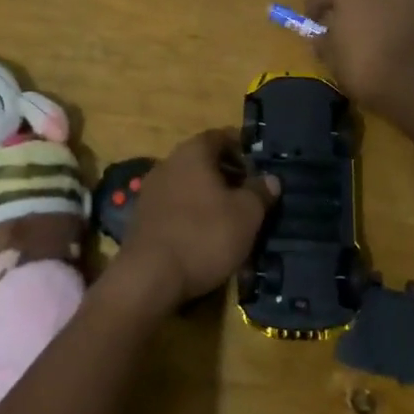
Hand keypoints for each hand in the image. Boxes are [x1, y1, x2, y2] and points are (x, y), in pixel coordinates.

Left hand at [112, 129, 279, 311]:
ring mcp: (152, 189)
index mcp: (193, 152)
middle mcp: (169, 162)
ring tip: (231, 218)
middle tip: (250, 195)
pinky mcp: (143, 217)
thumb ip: (260, 192)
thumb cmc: (204, 235)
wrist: (149, 277)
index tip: (260, 166)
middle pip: (204, 160)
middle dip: (228, 174)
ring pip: (189, 184)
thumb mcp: (246, 215)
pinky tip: (205, 235)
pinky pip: (175, 205)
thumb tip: (271, 178)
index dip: (243, 148)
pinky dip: (192, 213)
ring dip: (210, 196)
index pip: (221, 136)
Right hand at [303, 0, 413, 116]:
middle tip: (351, 24)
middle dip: (355, 3)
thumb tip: (320, 36)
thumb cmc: (370, 69)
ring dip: (385, 6)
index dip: (315, 7)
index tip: (313, 20)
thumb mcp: (335, 63)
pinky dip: (412, 15)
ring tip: (384, 30)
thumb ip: (324, 44)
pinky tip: (411, 33)